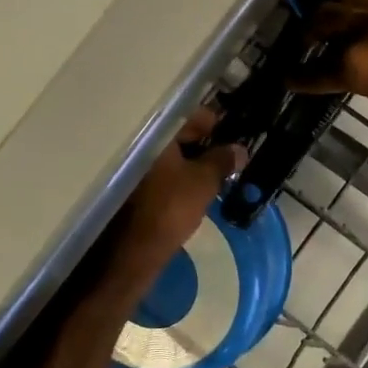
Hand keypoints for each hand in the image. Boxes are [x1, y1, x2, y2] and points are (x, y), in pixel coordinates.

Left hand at [104, 107, 245, 284]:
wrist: (132, 252)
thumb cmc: (170, 208)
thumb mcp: (203, 182)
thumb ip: (222, 161)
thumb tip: (239, 149)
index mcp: (156, 133)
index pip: (189, 114)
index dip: (214, 124)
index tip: (233, 137)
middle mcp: (138, 142)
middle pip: (176, 134)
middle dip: (202, 144)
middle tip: (226, 160)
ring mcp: (130, 165)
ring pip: (166, 155)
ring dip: (188, 162)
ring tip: (212, 176)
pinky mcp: (127, 187)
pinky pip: (156, 172)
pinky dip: (174, 176)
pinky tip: (190, 190)